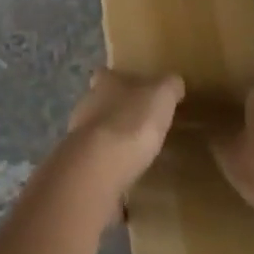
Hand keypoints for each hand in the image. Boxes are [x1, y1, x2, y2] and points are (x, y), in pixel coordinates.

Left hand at [64, 69, 184, 210]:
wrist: (100, 166)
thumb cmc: (133, 121)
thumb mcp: (162, 95)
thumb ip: (169, 86)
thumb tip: (174, 83)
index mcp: (105, 81)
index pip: (108, 74)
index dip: (122, 82)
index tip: (137, 92)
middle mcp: (87, 103)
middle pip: (101, 102)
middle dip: (117, 112)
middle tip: (140, 125)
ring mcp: (79, 136)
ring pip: (97, 133)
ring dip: (112, 141)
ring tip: (135, 155)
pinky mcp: (81, 165)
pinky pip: (97, 163)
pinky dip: (109, 168)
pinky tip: (125, 179)